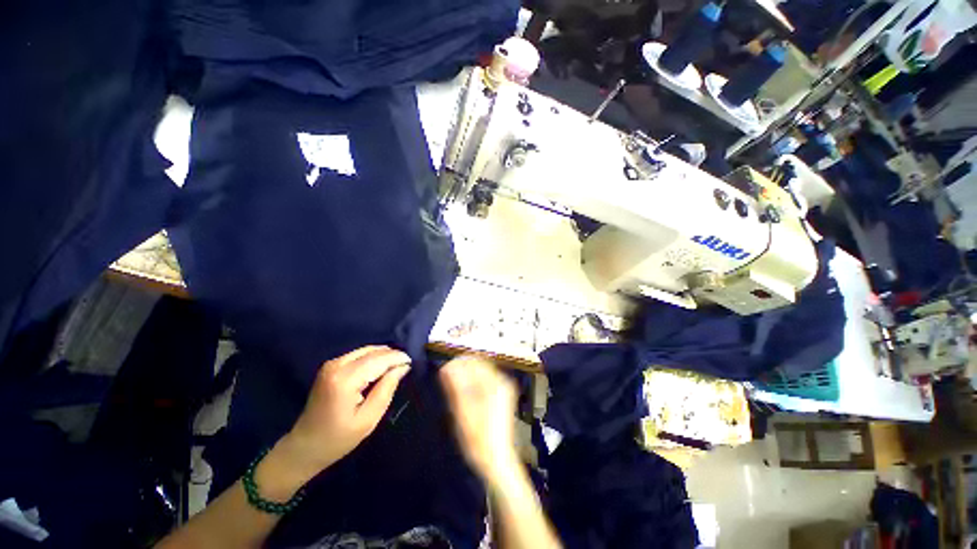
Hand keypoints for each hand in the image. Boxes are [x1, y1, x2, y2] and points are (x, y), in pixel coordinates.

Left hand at [281, 346, 411, 479]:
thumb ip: (387, 389)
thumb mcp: (368, 419)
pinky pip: (359, 354)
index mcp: (344, 379)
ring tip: (396, 366)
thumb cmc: (337, 439)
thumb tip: (403, 367)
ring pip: (367, 350)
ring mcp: (331, 363)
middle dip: (392, 355)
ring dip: (383, 356)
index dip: (398, 358)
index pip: (379, 359)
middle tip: (406, 366)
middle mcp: (336, 365)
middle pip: (373, 351)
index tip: (412, 363)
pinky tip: (380, 368)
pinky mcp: (331, 365)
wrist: (304, 447)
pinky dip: (373, 358)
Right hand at [439, 356, 519, 480]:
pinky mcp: (501, 397)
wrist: (495, 462)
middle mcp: (502, 382)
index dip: (457, 363)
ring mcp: (503, 389)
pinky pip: (485, 382)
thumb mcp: (462, 410)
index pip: (474, 361)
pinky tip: (463, 395)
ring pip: (481, 373)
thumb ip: (455, 386)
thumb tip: (446, 367)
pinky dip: (473, 384)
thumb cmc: (478, 438)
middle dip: (462, 369)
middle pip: (479, 365)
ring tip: (452, 388)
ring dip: (466, 376)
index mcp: (496, 382)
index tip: (443, 371)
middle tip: (446, 379)